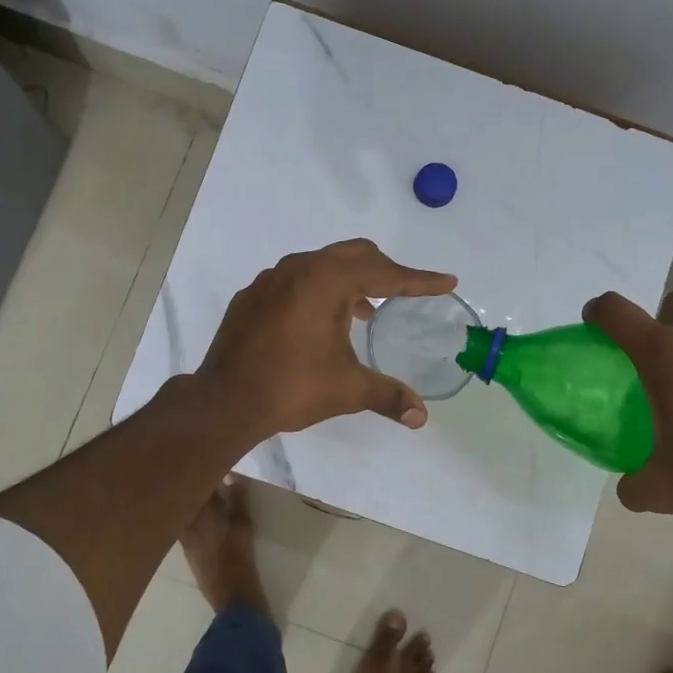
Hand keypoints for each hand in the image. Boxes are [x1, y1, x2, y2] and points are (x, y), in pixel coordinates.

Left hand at [199, 239, 456, 437]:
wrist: (225, 400)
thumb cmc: (291, 388)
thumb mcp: (348, 389)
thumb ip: (388, 395)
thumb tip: (421, 417)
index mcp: (327, 281)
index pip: (386, 273)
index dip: (420, 280)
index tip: (447, 282)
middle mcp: (299, 268)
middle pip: (355, 255)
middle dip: (386, 270)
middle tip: (407, 291)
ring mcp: (270, 279)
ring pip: (322, 264)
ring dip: (350, 280)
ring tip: (366, 311)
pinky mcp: (252, 296)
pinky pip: (295, 280)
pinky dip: (318, 291)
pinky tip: (319, 322)